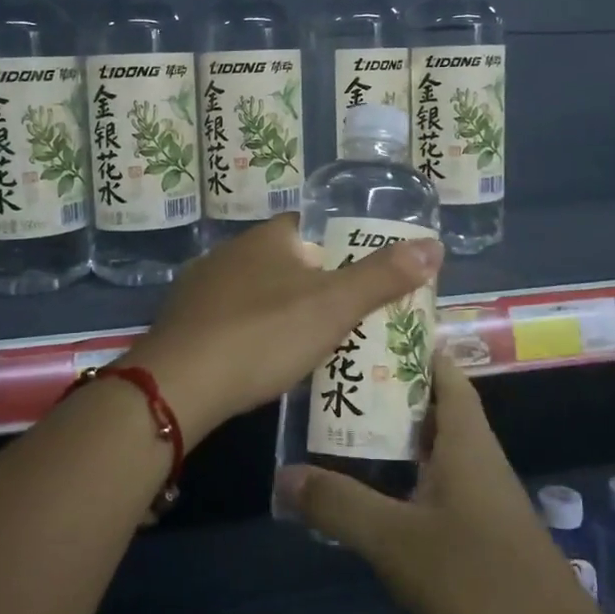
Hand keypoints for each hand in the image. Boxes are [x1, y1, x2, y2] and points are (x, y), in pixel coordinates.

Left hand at [123, 215, 442, 442]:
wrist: (179, 384)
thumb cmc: (264, 334)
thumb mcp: (334, 306)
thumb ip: (382, 277)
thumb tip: (435, 245)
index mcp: (267, 238)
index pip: (311, 229)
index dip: (340, 249)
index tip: (361, 279)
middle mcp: (230, 253)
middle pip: (284, 262)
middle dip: (312, 286)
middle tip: (343, 320)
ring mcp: (200, 288)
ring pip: (254, 292)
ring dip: (279, 312)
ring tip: (308, 345)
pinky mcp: (182, 324)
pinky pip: (228, 320)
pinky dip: (249, 334)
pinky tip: (259, 362)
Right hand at [274, 356, 613, 613]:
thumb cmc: (481, 586)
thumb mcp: (397, 544)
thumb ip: (339, 505)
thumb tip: (284, 474)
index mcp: (467, 440)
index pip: (443, 369)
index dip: (411, 343)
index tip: (365, 328)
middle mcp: (477, 457)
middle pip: (433, 404)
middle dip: (389, 387)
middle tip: (334, 376)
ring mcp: (482, 497)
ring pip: (433, 447)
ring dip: (393, 434)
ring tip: (340, 425)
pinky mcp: (481, 533)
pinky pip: (435, 484)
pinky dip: (403, 475)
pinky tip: (370, 492)